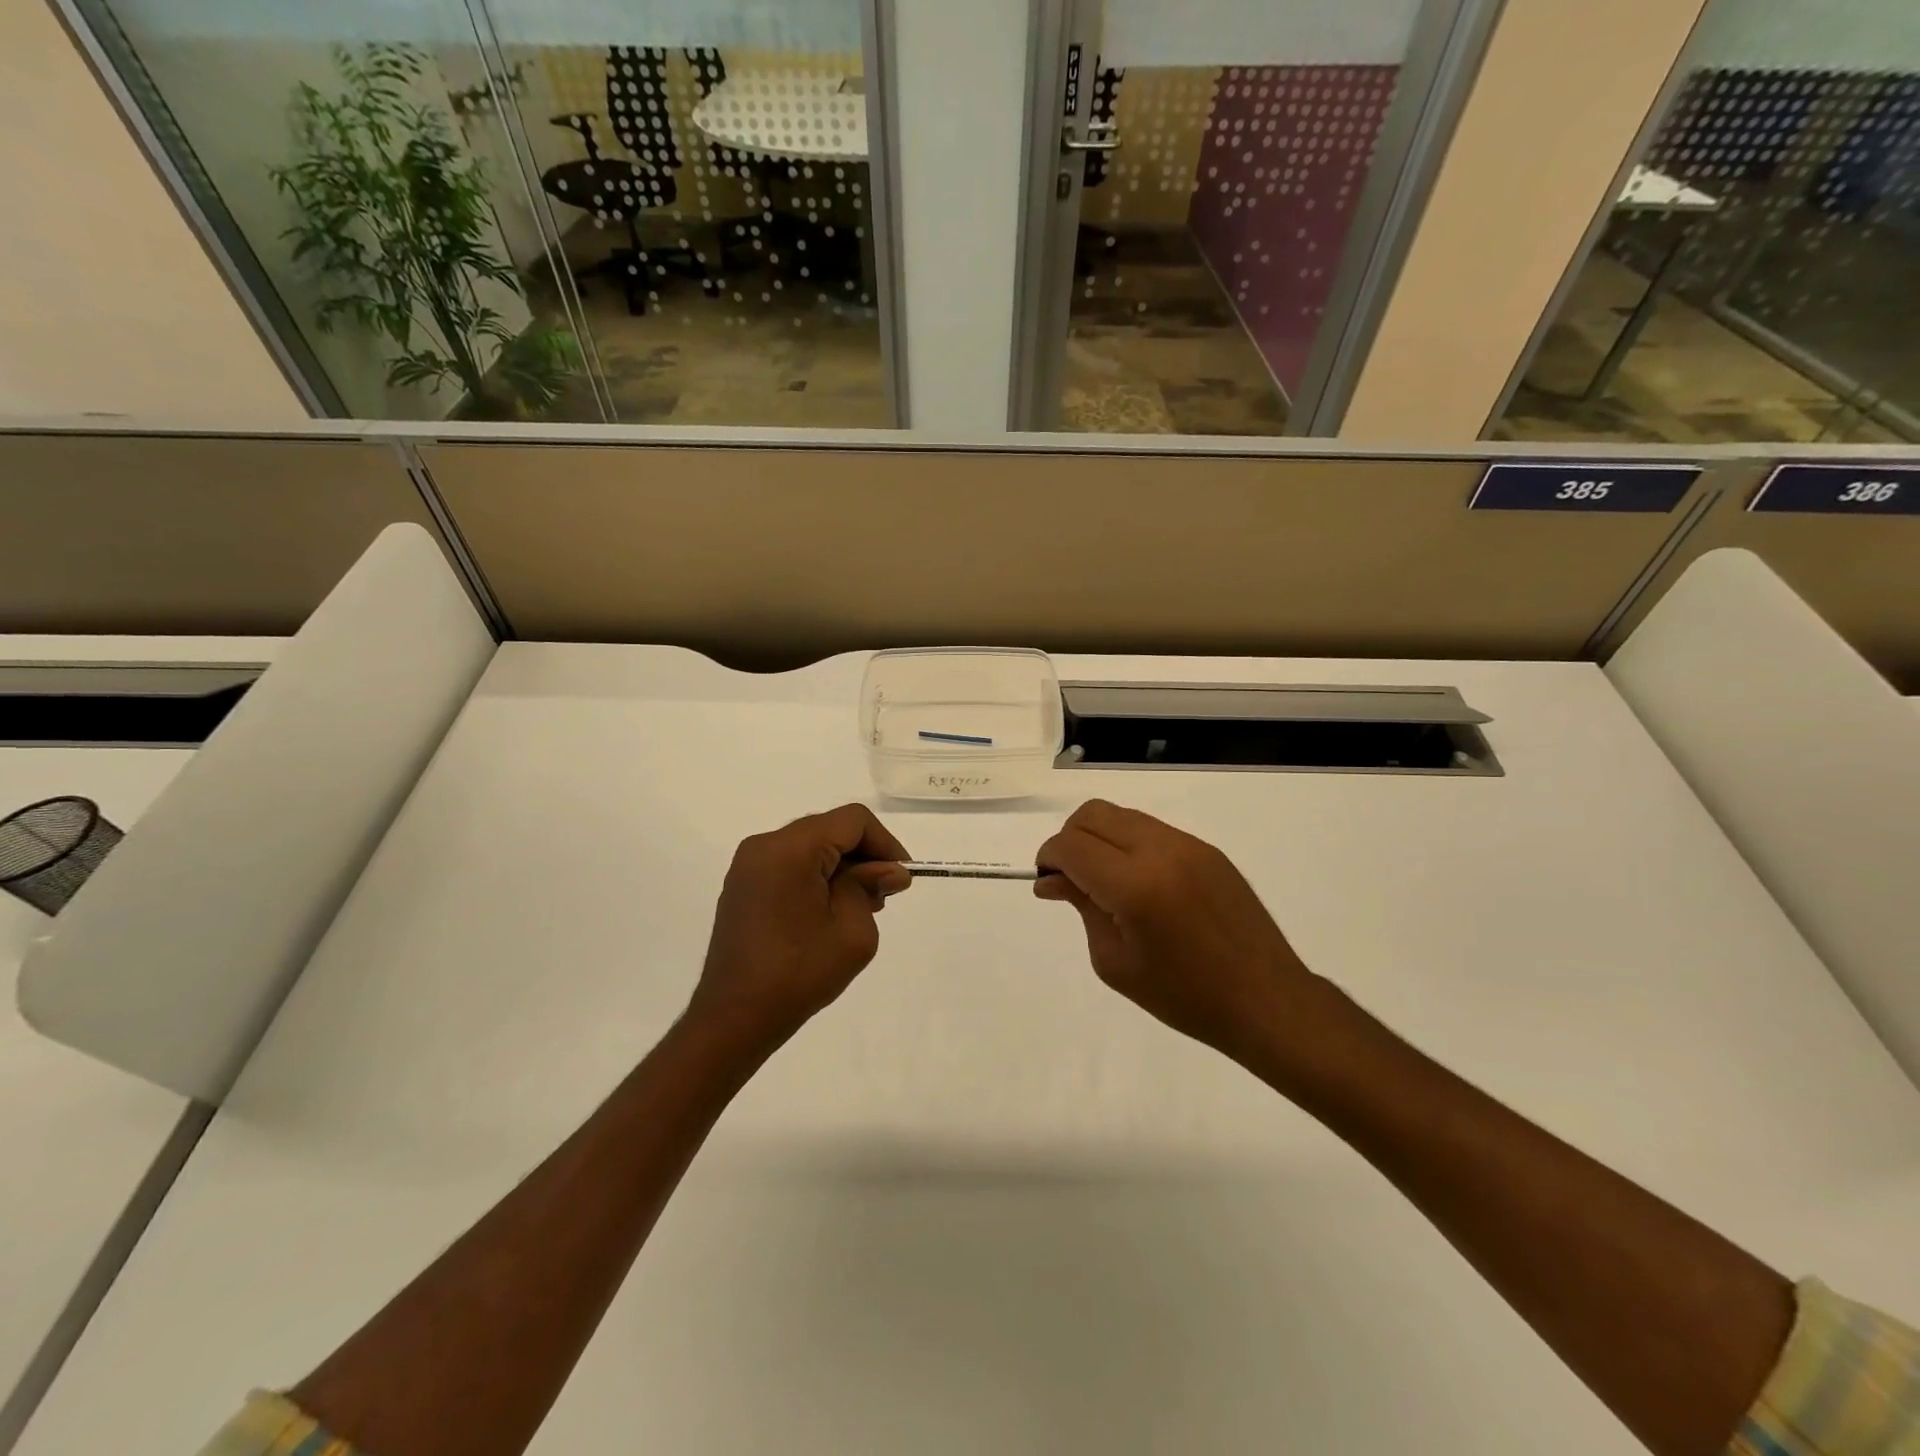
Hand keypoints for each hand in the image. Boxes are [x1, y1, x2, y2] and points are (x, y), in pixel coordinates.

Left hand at [688, 805, 912, 1047]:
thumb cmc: (798, 974)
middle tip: (884, 895)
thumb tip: (889, 870)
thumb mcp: (852, 931)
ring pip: (810, 845)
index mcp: (791, 849)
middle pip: (830, 829)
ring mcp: (748, 865)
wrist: (733, 1019)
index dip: (885, 843)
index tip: (901, 878)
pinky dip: (816, 876)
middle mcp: (764, 845)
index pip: (852, 821)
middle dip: (864, 855)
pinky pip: (790, 864)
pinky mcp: (742, 886)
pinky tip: (828, 912)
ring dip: (841, 866)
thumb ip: (871, 887)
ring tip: (860, 907)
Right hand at [1035, 800, 1329, 1065]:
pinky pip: (1152, 830)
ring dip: (1099, 838)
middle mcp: (1161, 851)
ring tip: (1102, 881)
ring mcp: (1188, 845)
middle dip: (1069, 839)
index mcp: (1135, 886)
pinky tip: (1137, 882)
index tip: (1046, 881)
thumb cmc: (1184, 996)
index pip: (1072, 845)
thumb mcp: (1115, 962)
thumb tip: (1053, 879)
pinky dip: (1129, 844)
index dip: (1048, 858)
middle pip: (1093, 814)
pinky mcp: (1207, 849)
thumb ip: (1082, 907)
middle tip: (1069, 878)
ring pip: (1122, 816)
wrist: (1266, 1000)